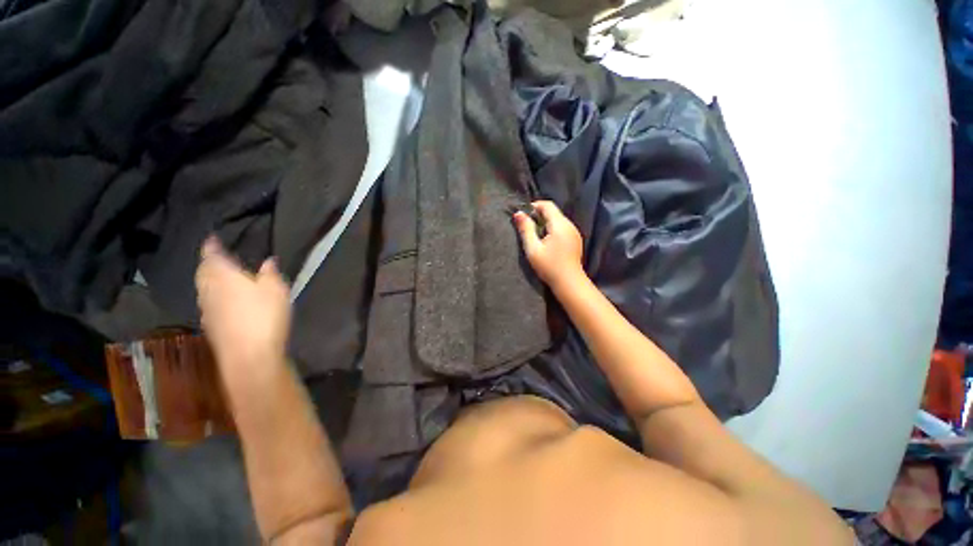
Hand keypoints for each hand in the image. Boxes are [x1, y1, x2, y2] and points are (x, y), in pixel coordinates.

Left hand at [195, 237, 290, 370]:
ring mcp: (207, 309)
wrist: (249, 355)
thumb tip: (268, 260)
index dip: (211, 245)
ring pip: (203, 287)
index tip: (212, 238)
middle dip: (208, 262)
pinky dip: (214, 295)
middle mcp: (208, 289)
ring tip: (221, 276)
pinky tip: (225, 300)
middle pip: (203, 271)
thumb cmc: (264, 315)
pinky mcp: (210, 325)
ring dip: (209, 279)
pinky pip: (208, 302)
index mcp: (222, 276)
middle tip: (217, 257)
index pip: (211, 255)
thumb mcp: (276, 289)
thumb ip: (270, 273)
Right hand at [513, 200, 584, 291]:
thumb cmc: (549, 266)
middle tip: (526, 226)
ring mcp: (574, 233)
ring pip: (558, 220)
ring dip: (545, 223)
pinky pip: (562, 229)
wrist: (569, 283)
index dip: (534, 206)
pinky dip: (552, 230)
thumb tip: (518, 213)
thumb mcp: (533, 248)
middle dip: (539, 215)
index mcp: (560, 224)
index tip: (523, 215)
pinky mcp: (575, 241)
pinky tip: (546, 242)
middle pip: (553, 212)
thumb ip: (526, 229)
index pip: (547, 205)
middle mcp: (570, 225)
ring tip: (534, 235)